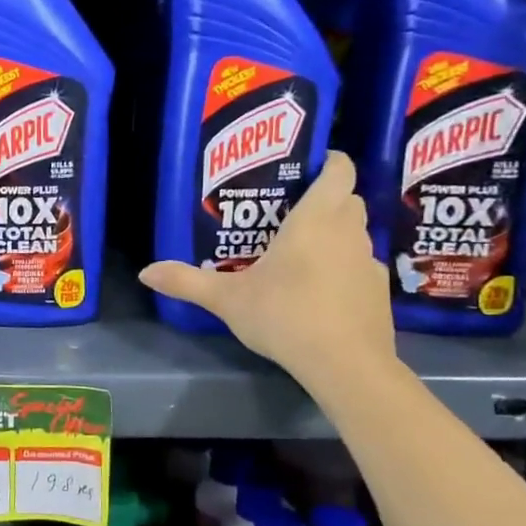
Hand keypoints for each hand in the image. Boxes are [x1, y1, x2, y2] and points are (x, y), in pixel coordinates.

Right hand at [139, 151, 395, 383]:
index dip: (328, 161)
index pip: (338, 170)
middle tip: (288, 211)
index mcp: (315, 220)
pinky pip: (361, 266)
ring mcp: (369, 262)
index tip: (306, 165)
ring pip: (356, 233)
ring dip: (335, 234)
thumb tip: (145, 272)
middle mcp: (348, 232)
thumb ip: (186, 282)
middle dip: (325, 198)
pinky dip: (344, 268)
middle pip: (347, 199)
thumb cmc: (285, 315)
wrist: (345, 364)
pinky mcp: (379, 291)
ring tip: (301, 251)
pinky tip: (321, 290)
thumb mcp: (227, 299)